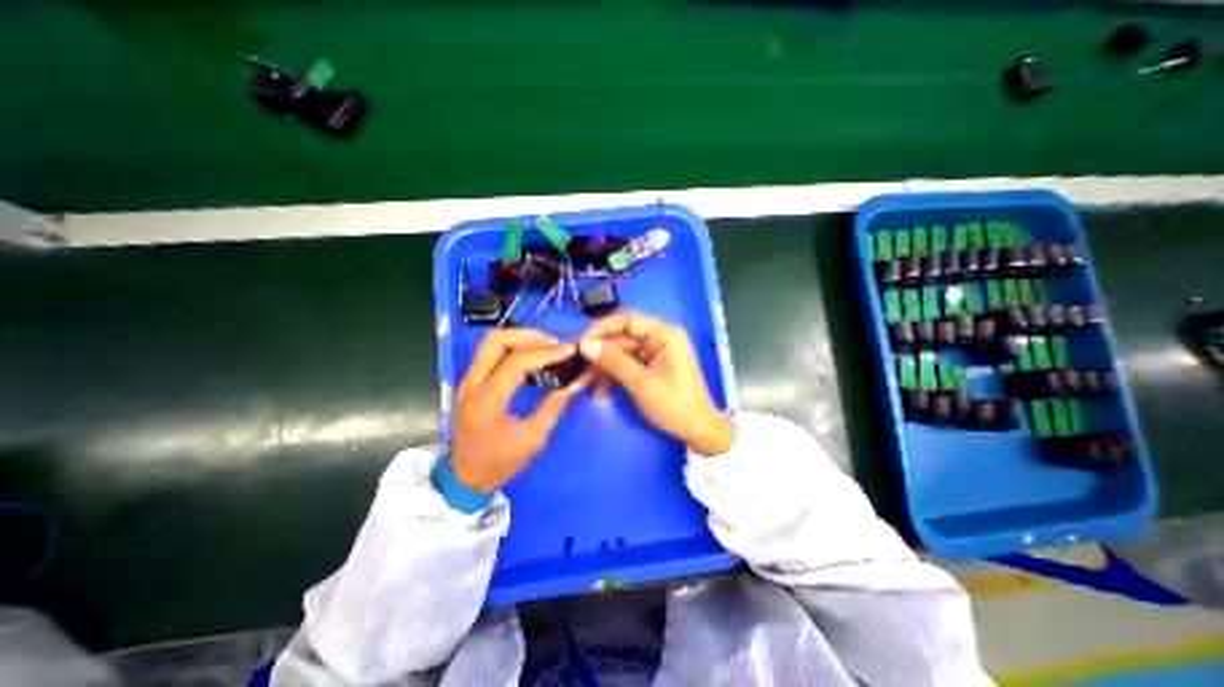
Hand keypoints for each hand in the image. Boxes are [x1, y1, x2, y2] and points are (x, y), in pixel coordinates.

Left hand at [454, 327, 582, 494]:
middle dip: (529, 336)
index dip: (545, 353)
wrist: (465, 476)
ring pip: (491, 342)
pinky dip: (514, 348)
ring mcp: (467, 381)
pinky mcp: (470, 380)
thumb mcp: (533, 440)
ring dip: (521, 339)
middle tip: (554, 345)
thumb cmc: (499, 463)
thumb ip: (553, 407)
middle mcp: (471, 385)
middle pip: (495, 341)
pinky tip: (533, 357)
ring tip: (547, 348)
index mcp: (486, 403)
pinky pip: (491, 353)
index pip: (515, 363)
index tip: (569, 351)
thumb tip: (572, 382)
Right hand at [578, 312, 730, 455]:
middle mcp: (659, 338)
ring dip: (601, 367)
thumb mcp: (642, 384)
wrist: (697, 431)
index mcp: (664, 334)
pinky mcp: (649, 366)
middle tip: (575, 367)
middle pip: (621, 338)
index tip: (580, 344)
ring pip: (620, 352)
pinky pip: (625, 365)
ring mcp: (654, 352)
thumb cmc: (675, 405)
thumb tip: (585, 345)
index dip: (601, 329)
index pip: (627, 320)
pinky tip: (599, 392)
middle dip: (598, 353)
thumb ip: (613, 362)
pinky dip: (612, 376)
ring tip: (581, 383)